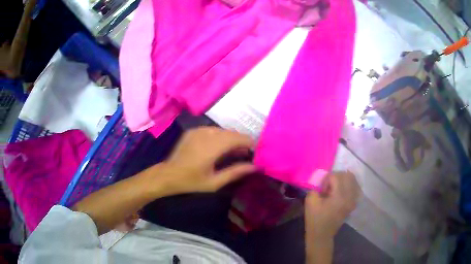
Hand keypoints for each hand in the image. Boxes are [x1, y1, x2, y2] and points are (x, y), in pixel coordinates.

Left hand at [157, 127, 255, 194]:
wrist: (168, 174)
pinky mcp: (193, 130)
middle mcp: (207, 134)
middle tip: (245, 154)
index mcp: (213, 147)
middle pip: (232, 133)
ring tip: (233, 152)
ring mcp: (199, 130)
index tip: (255, 151)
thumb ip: (235, 172)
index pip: (238, 138)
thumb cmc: (191, 182)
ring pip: (223, 130)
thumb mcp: (215, 182)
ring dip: (231, 139)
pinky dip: (220, 136)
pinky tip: (219, 147)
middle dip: (241, 141)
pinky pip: (212, 130)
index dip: (249, 143)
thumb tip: (255, 166)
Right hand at [305, 171, 360, 240]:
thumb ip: (315, 188)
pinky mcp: (353, 203)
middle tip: (328, 185)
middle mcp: (349, 196)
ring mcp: (353, 200)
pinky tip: (342, 189)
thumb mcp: (310, 202)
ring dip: (343, 179)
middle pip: (347, 175)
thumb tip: (321, 183)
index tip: (322, 190)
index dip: (326, 180)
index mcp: (339, 196)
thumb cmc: (315, 219)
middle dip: (336, 176)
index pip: (336, 176)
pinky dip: (349, 185)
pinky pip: (355, 188)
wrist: (322, 234)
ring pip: (353, 180)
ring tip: (335, 186)